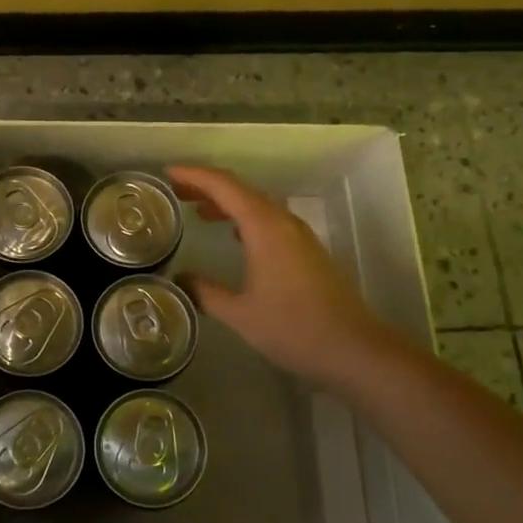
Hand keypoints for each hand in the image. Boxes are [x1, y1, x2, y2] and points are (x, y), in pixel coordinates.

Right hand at [168, 164, 390, 389]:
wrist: (353, 349)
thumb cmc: (293, 328)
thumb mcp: (240, 314)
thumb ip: (206, 292)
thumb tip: (180, 279)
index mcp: (264, 227)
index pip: (225, 186)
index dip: (194, 175)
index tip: (169, 173)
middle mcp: (283, 222)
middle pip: (242, 190)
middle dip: (208, 186)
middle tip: (176, 191)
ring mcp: (299, 236)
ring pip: (257, 205)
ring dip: (228, 202)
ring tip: (197, 210)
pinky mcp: (307, 251)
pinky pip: (269, 220)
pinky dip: (245, 218)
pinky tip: (233, 234)